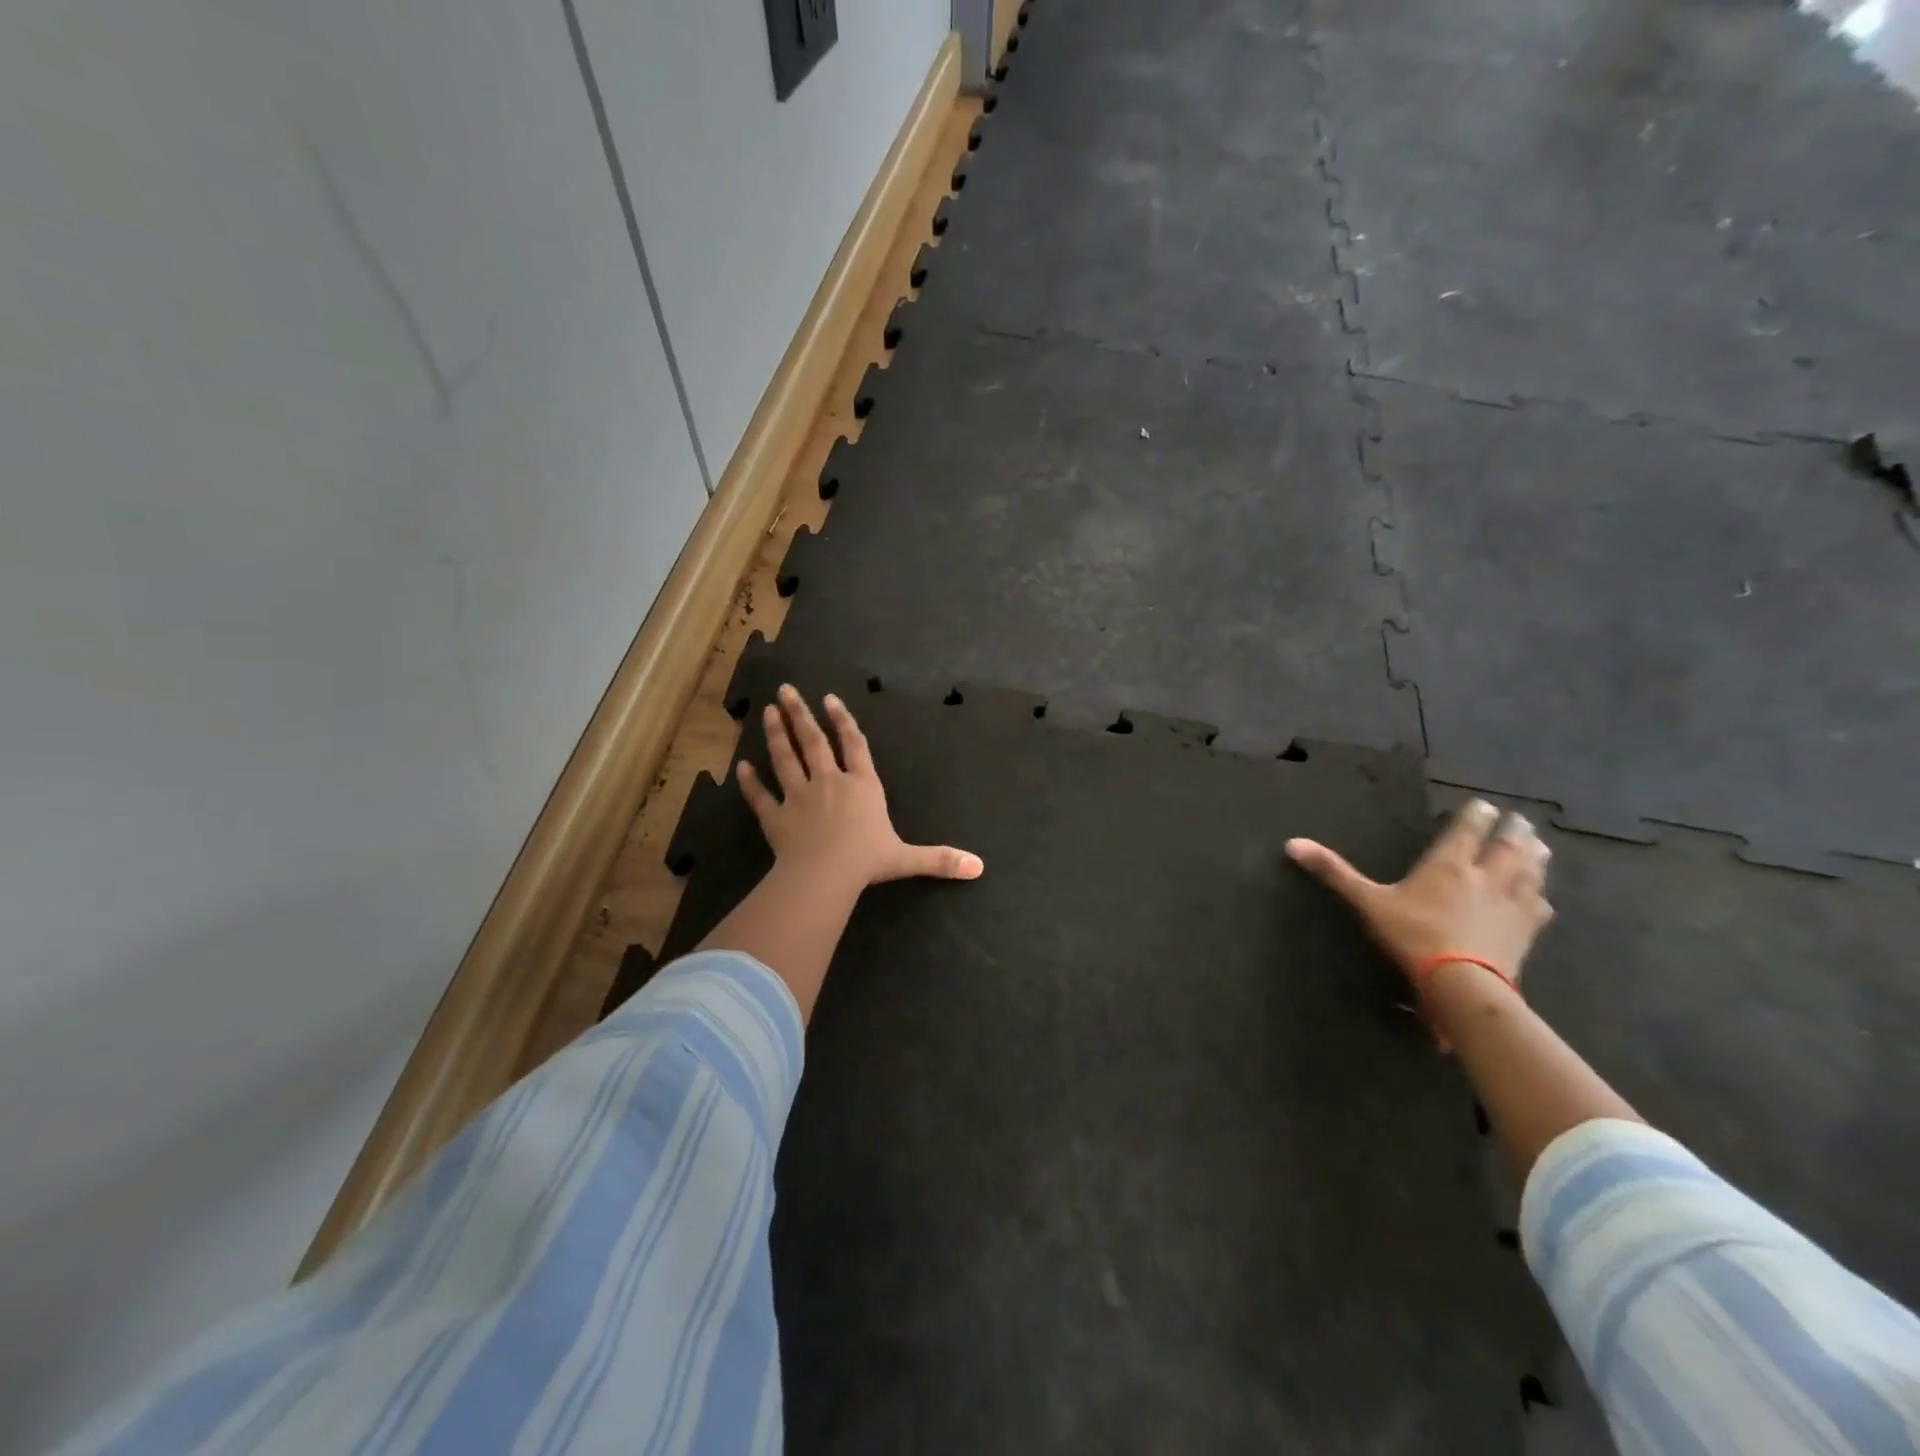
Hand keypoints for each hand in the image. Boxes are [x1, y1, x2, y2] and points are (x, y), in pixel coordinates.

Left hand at [737, 685, 984, 889]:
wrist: (825, 875)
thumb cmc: (867, 860)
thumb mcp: (906, 859)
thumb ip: (939, 859)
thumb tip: (978, 868)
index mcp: (862, 786)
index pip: (854, 746)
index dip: (842, 721)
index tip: (829, 700)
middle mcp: (829, 783)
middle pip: (813, 741)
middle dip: (800, 714)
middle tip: (785, 690)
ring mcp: (799, 797)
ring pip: (785, 758)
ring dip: (775, 734)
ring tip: (767, 712)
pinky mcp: (776, 817)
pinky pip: (760, 796)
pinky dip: (750, 782)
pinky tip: (740, 767)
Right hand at [1285, 799, 1553, 990]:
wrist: (1462, 984)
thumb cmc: (1413, 936)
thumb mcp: (1367, 902)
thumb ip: (1334, 872)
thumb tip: (1291, 843)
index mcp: (1449, 864)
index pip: (1468, 829)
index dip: (1477, 814)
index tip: (1484, 804)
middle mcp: (1485, 876)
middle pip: (1507, 845)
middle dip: (1513, 829)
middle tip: (1519, 818)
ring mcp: (1511, 903)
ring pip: (1530, 871)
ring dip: (1536, 855)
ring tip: (1539, 844)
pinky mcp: (1526, 931)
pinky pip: (1540, 907)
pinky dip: (1541, 896)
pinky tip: (1543, 896)